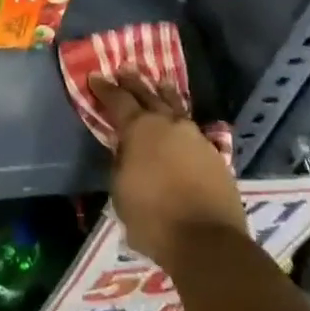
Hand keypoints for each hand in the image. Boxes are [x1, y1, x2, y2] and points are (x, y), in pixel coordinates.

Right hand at [89, 66, 244, 272]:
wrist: (208, 242)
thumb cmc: (153, 218)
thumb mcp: (120, 190)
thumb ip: (121, 162)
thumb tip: (126, 151)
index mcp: (139, 129)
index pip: (117, 100)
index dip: (104, 88)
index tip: (95, 76)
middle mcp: (168, 124)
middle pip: (148, 95)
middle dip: (134, 82)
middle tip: (125, 68)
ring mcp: (195, 137)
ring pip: (176, 107)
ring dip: (164, 94)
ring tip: (160, 83)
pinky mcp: (214, 155)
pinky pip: (192, 130)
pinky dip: (182, 123)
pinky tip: (181, 125)